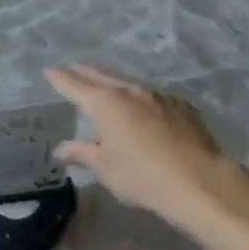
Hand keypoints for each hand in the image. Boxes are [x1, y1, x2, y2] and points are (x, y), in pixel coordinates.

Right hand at [45, 66, 241, 229]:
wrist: (198, 180)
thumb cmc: (142, 175)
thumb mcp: (105, 168)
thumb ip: (82, 154)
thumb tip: (61, 149)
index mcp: (106, 103)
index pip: (76, 86)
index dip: (62, 79)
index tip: (50, 71)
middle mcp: (131, 92)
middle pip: (103, 77)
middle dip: (86, 73)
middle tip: (74, 69)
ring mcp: (159, 97)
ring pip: (130, 84)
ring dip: (114, 83)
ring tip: (106, 85)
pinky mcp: (182, 108)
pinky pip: (153, 97)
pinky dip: (140, 98)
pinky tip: (143, 107)